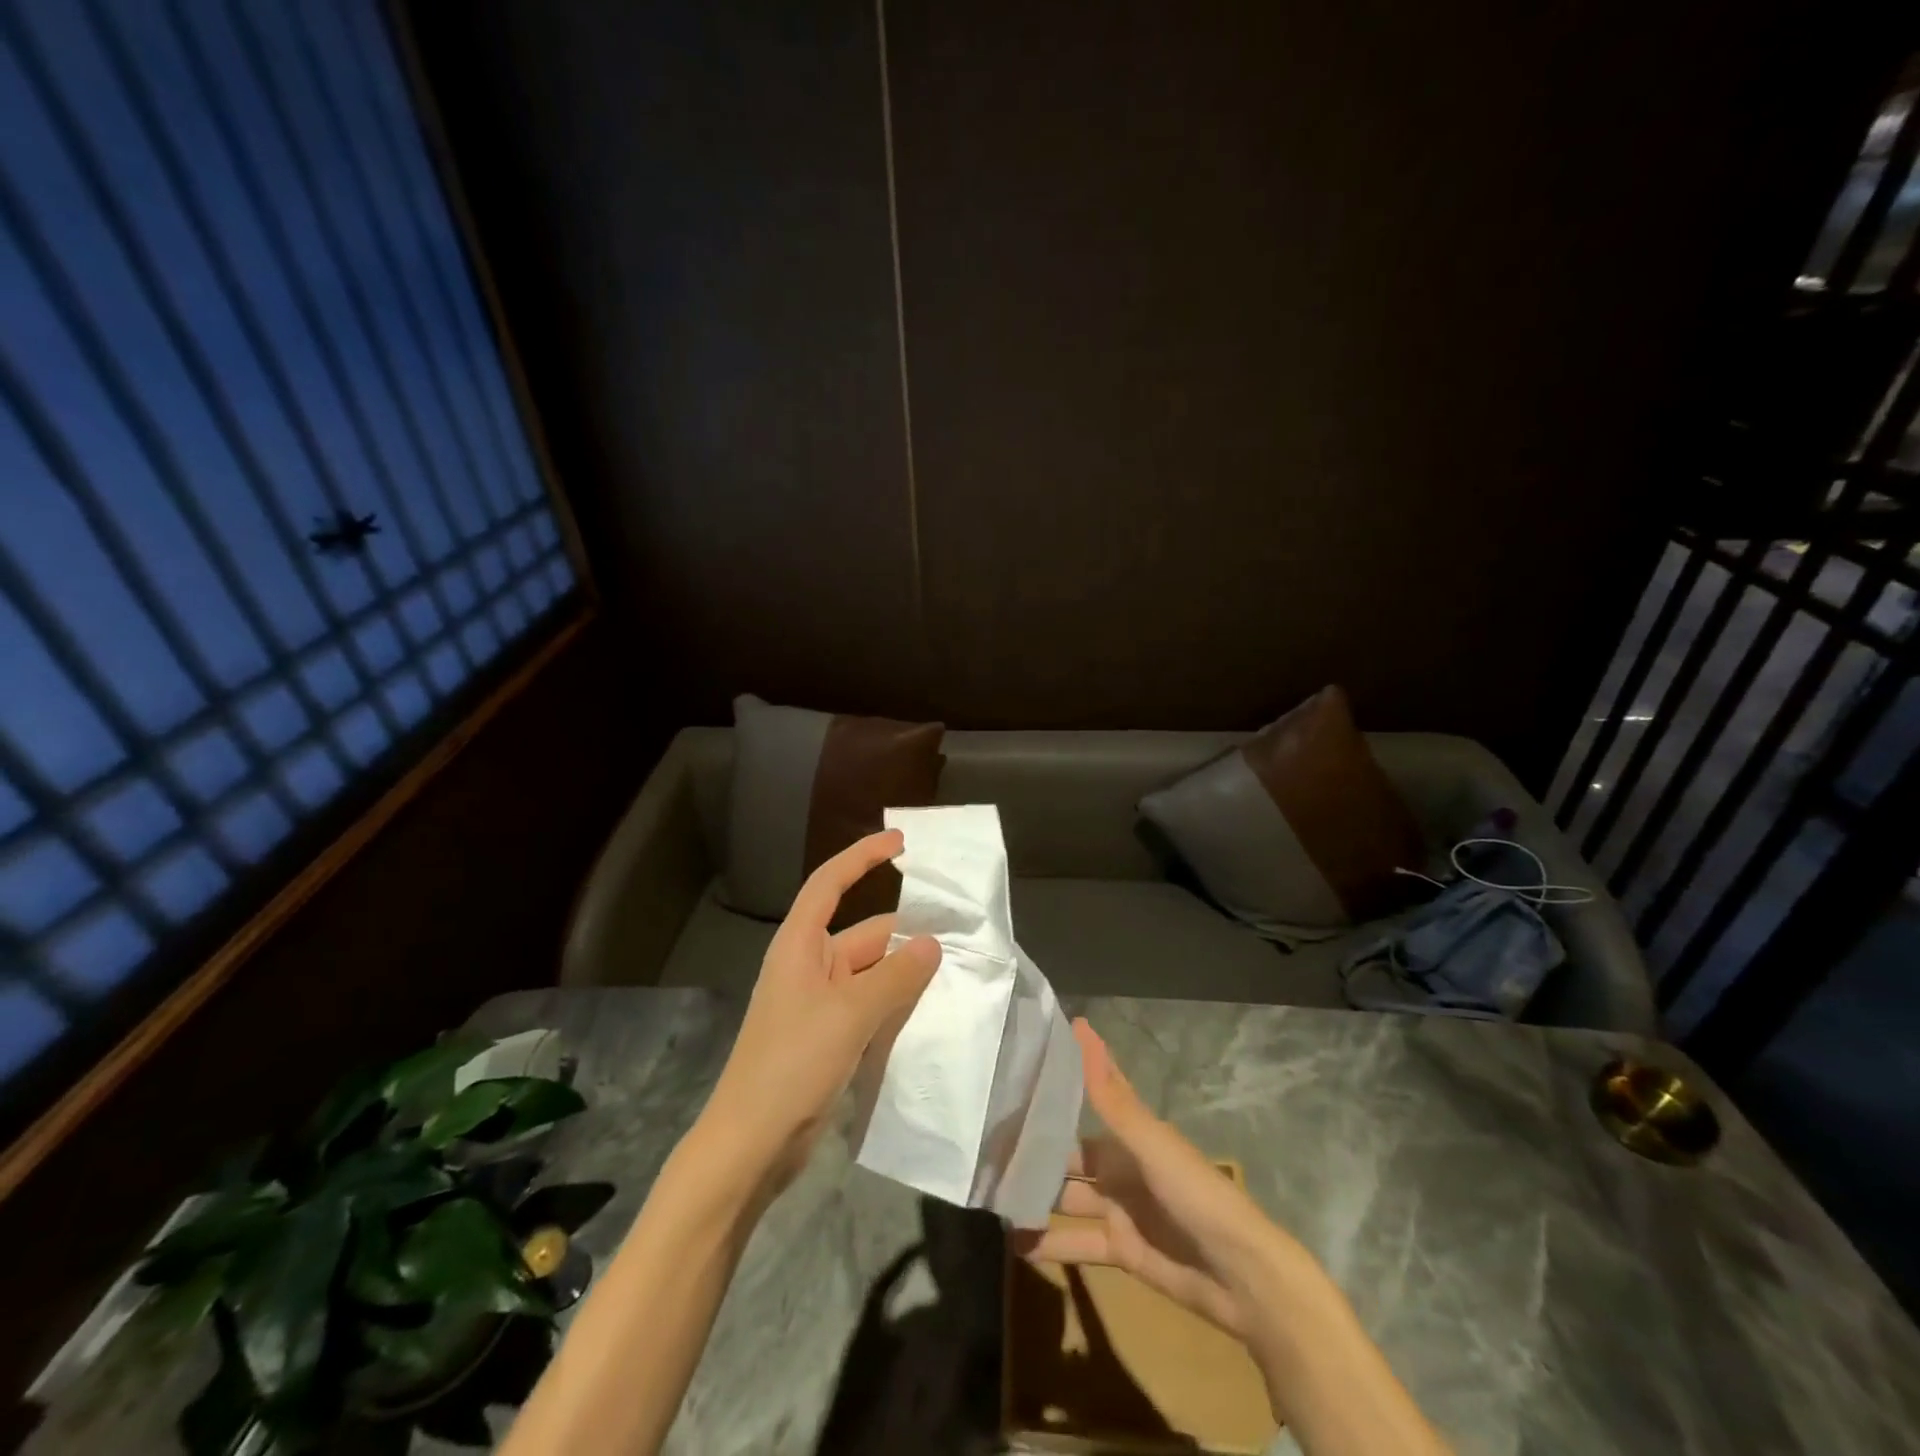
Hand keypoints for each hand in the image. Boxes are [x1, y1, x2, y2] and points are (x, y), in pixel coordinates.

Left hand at [699, 830, 940, 1189]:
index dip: (862, 857)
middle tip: (960, 934)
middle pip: (864, 935)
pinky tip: (931, 1013)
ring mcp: (819, 1005)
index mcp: (801, 945)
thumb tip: (931, 944)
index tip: (900, 843)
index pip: (830, 883)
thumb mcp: (849, 1014)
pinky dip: (897, 1004)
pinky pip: (870, 1007)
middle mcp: (809, 967)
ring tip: (957, 973)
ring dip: (906, 973)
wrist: (751, 1145)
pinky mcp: (829, 1038)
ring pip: (872, 974)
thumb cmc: (792, 1064)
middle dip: (906, 934)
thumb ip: (895, 977)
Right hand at [1014, 1019, 1286, 1338]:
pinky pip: (1078, 1243)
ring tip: (992, 1197)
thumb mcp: (1150, 1143)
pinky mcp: (1121, 1250)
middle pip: (1068, 1154)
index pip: (1088, 1095)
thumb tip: (1080, 1026)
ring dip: (1035, 1198)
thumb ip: (1109, 1095)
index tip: (1017, 1068)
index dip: (1058, 1082)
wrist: (1244, 1278)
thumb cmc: (1197, 1195)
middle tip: (987, 1148)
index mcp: (1129, 1133)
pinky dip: (1050, 1244)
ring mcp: (1119, 1208)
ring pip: (1067, 1197)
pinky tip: (1015, 1244)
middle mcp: (1120, 1165)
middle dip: (1034, 1150)